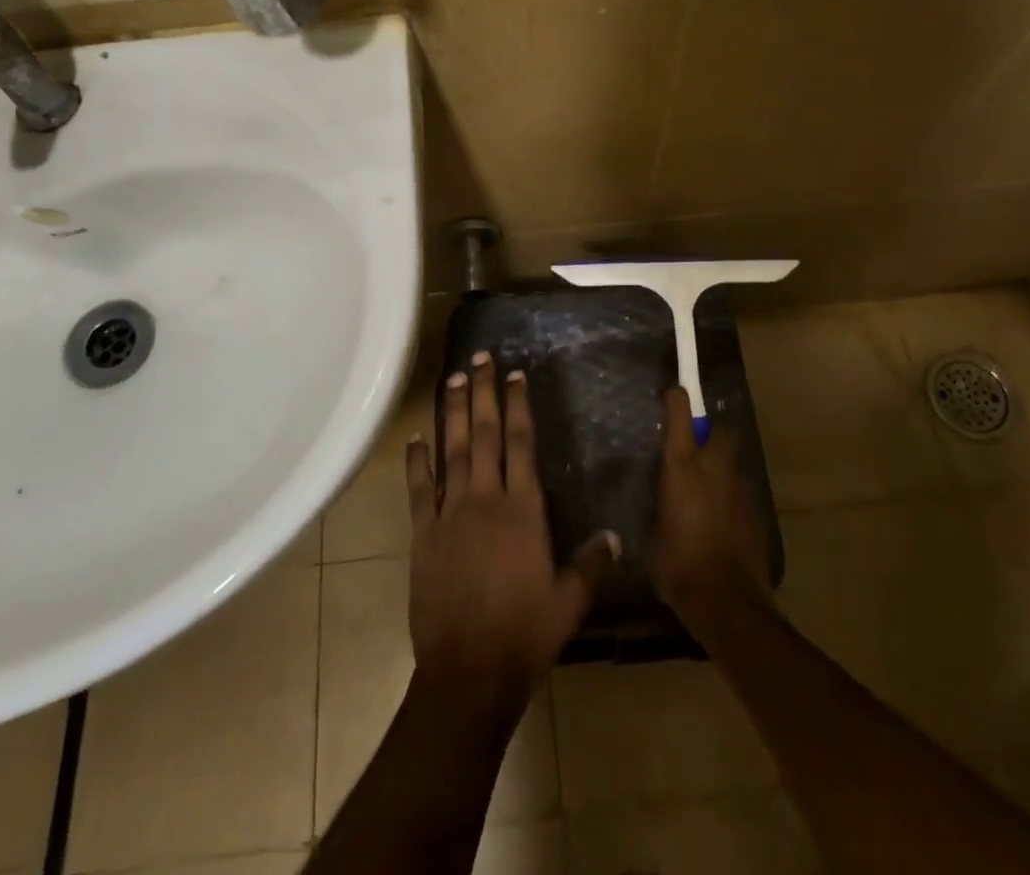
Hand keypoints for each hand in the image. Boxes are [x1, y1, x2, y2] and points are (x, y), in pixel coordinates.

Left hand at [406, 352, 618, 708]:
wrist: (469, 672)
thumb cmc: (525, 635)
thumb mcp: (569, 602)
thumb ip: (591, 564)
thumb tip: (614, 535)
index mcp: (523, 510)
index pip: (521, 444)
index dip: (518, 406)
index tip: (514, 375)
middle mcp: (486, 499)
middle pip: (485, 434)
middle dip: (483, 393)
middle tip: (479, 358)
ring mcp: (450, 514)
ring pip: (452, 451)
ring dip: (452, 413)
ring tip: (452, 379)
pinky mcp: (423, 534)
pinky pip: (419, 489)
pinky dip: (417, 461)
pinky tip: (415, 438)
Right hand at [648, 384, 772, 632]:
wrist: (728, 603)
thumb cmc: (678, 566)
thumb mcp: (652, 533)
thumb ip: (657, 507)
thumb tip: (660, 502)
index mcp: (682, 466)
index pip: (680, 413)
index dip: (676, 399)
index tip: (672, 394)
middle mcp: (715, 466)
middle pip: (721, 428)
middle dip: (711, 430)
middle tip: (695, 446)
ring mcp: (741, 488)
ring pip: (733, 460)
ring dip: (721, 466)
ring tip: (705, 490)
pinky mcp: (757, 512)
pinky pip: (740, 490)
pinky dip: (730, 495)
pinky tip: (719, 520)